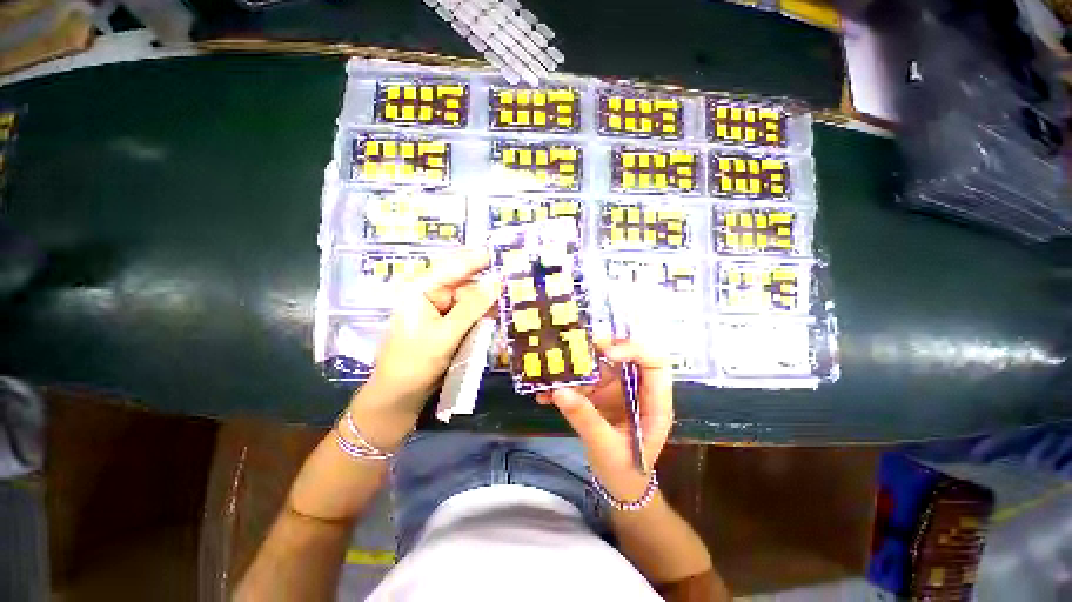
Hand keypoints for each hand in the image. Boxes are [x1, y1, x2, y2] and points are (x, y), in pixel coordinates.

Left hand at [351, 250, 500, 445]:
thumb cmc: (415, 363)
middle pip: (465, 280)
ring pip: (470, 297)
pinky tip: (495, 316)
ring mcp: (438, 306)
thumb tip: (498, 282)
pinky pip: (469, 311)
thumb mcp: (446, 335)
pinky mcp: (446, 320)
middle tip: (514, 282)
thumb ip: (473, 307)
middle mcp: (429, 292)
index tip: (506, 253)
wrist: (400, 395)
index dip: (481, 259)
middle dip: (487, 284)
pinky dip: (482, 314)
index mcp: (420, 288)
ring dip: (487, 302)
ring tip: (507, 303)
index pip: (455, 266)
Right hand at [537, 340, 673, 501]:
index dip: (634, 351)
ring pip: (599, 367)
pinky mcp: (601, 396)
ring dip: (575, 369)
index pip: (654, 364)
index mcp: (654, 403)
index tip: (606, 354)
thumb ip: (584, 418)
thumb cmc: (624, 471)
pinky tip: (546, 394)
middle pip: (624, 357)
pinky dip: (565, 385)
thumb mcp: (605, 447)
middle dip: (600, 350)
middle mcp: (637, 390)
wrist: (618, 487)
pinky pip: (584, 382)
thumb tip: (559, 391)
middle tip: (574, 347)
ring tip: (550, 374)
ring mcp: (618, 391)